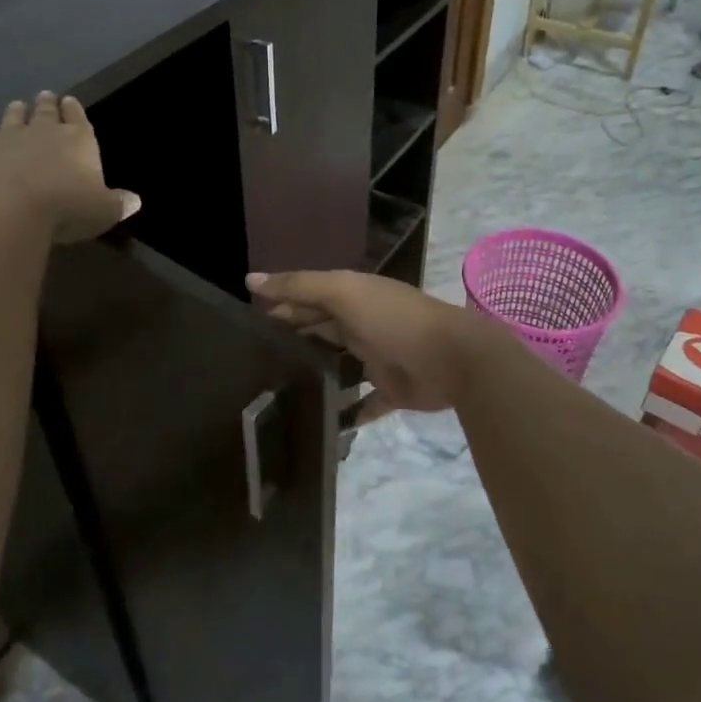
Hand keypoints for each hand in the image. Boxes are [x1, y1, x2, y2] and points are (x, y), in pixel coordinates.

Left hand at [0, 92, 139, 243]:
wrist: (4, 208)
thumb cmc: (65, 207)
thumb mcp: (103, 212)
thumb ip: (118, 204)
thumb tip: (135, 200)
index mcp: (78, 140)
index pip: (78, 118)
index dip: (75, 110)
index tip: (70, 100)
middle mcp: (43, 132)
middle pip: (46, 112)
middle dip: (48, 104)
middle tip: (46, 95)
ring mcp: (6, 139)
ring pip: (13, 118)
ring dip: (16, 112)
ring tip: (17, 105)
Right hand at [246, 270, 491, 417]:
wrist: (452, 358)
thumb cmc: (393, 319)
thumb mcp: (342, 292)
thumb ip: (299, 286)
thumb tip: (249, 280)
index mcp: (352, 297)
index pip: (309, 299)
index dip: (281, 306)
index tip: (248, 324)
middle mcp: (362, 325)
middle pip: (321, 329)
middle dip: (294, 338)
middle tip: (256, 359)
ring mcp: (377, 358)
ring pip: (339, 364)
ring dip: (316, 372)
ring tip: (278, 389)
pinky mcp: (390, 391)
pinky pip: (364, 403)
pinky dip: (348, 411)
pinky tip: (323, 421)